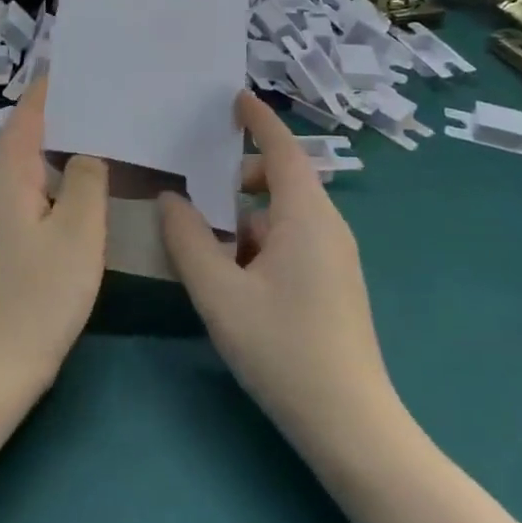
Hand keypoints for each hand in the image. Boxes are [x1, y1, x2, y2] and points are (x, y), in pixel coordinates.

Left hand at [0, 78, 106, 389]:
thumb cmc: (40, 296)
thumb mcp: (78, 234)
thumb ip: (86, 181)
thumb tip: (88, 150)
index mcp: (8, 178)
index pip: (27, 116)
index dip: (51, 89)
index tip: (80, 66)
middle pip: (26, 137)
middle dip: (59, 114)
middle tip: (104, 99)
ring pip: (28, 167)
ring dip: (58, 147)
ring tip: (101, 134)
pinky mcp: (2, 241)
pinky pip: (29, 192)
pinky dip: (55, 178)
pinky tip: (83, 188)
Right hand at [159, 92, 397, 443]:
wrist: (350, 424)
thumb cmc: (283, 348)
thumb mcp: (219, 293)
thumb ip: (188, 240)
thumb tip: (170, 199)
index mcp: (306, 217)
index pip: (282, 150)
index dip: (258, 120)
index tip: (233, 98)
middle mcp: (327, 227)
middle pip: (281, 181)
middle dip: (238, 176)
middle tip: (194, 180)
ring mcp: (334, 258)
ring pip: (282, 216)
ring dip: (243, 216)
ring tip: (201, 237)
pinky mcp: (333, 284)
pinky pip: (291, 242)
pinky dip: (257, 241)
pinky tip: (229, 275)